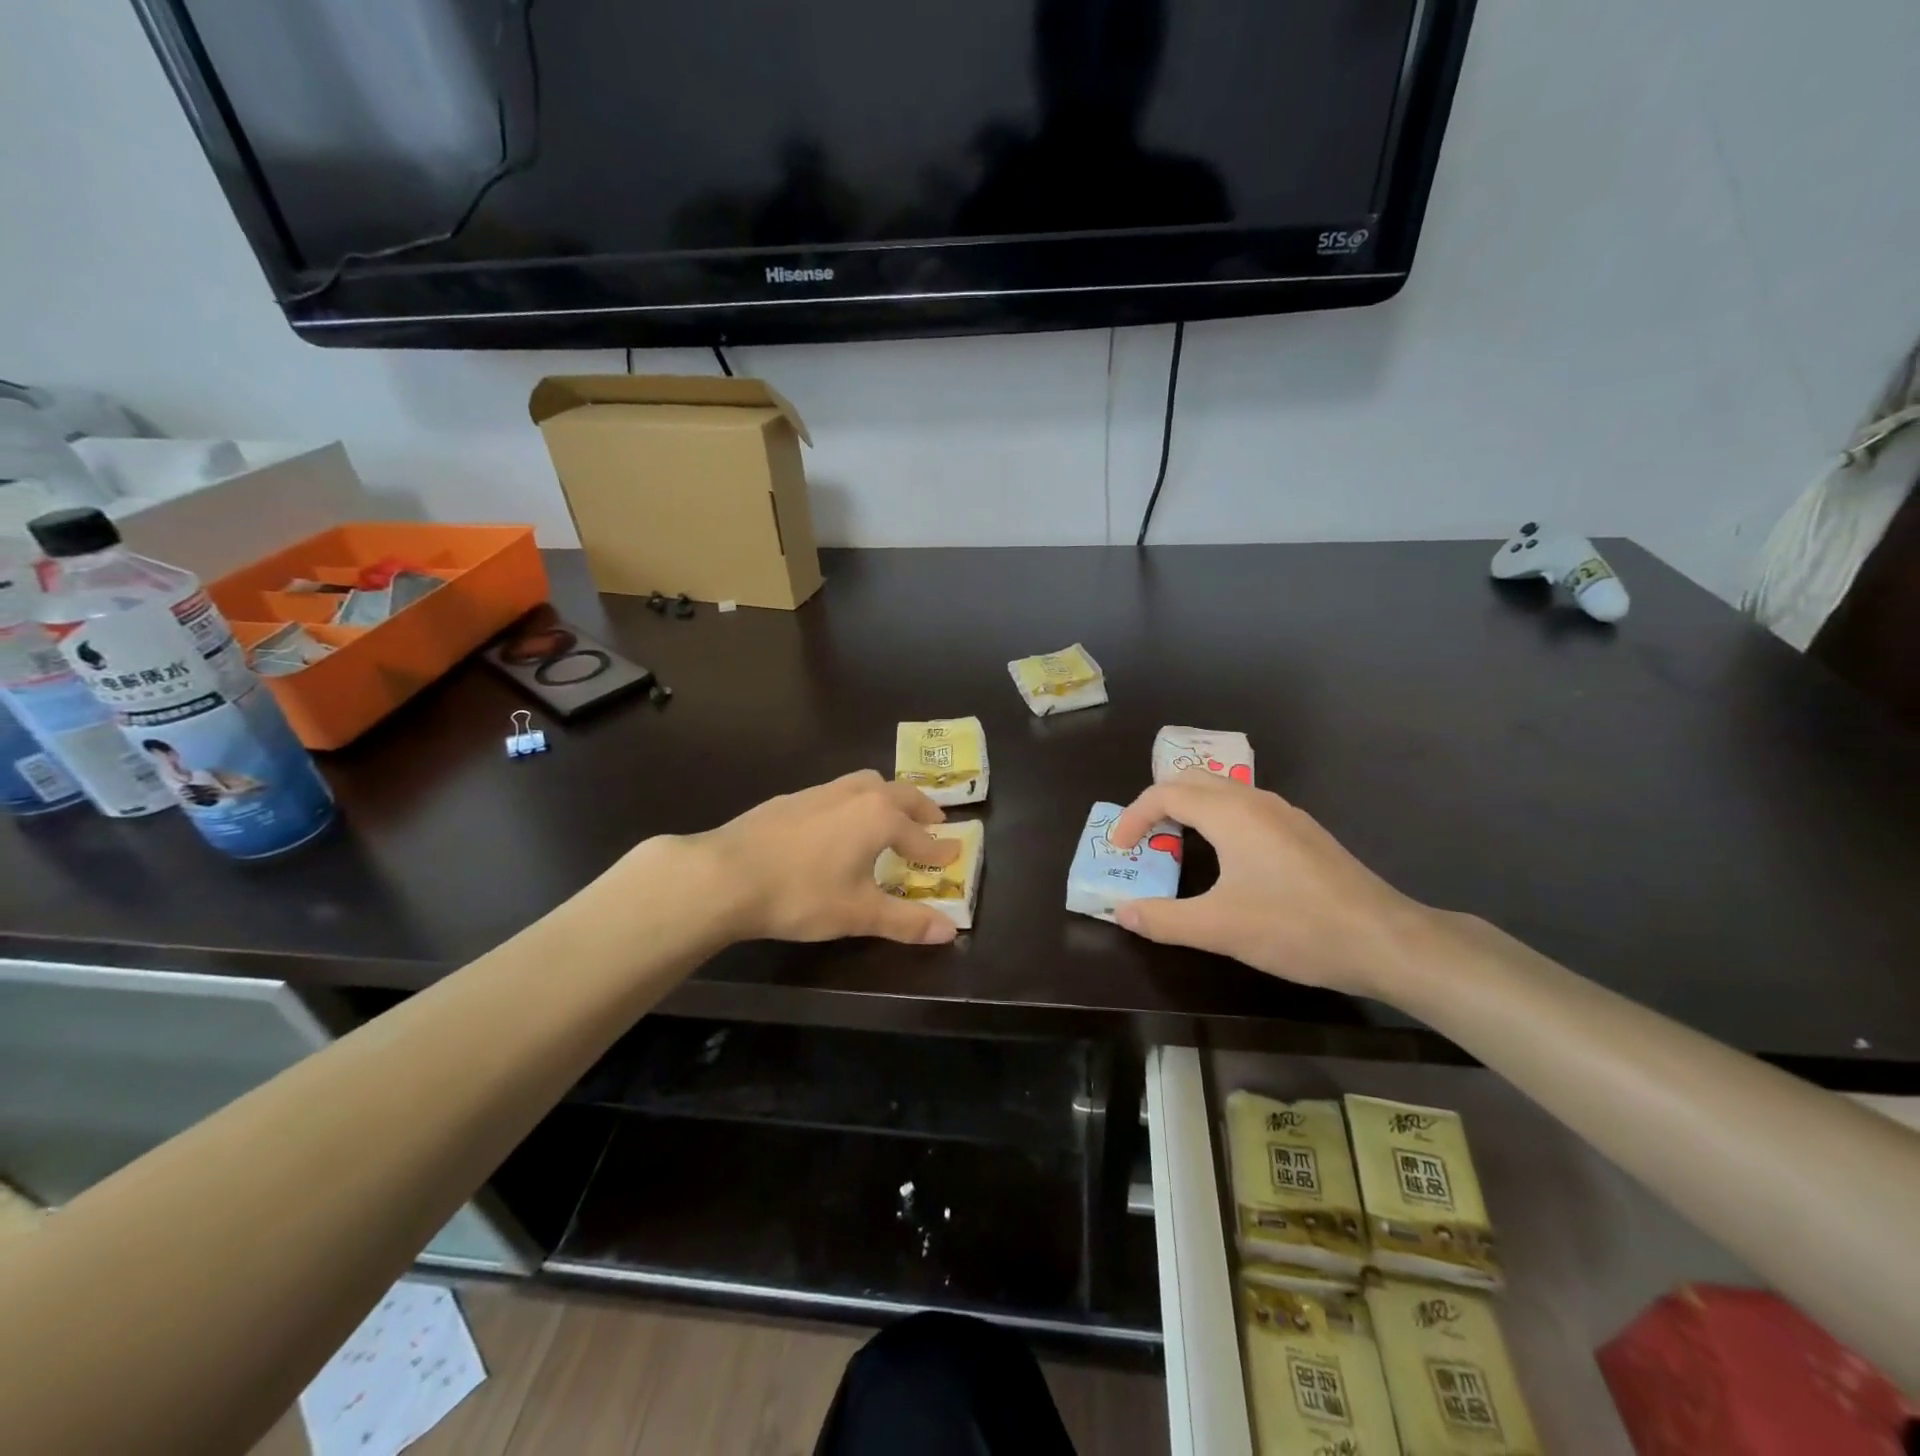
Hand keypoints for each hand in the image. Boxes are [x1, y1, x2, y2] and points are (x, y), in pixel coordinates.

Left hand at [692, 771, 962, 945]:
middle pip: (900, 794)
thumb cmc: (802, 894)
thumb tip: (950, 931)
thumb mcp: (858, 913)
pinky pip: (836, 792)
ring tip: (889, 815)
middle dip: (921, 808)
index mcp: (879, 817)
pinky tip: (837, 825)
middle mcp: (855, 794)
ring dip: (886, 797)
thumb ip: (906, 921)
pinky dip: (853, 802)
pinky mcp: (791, 798)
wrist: (726, 875)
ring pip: (866, 783)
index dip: (939, 849)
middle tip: (934, 821)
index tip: (954, 854)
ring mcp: (821, 792)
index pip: (920, 835)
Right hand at [1107, 769, 1445, 997]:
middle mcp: (1256, 801)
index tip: (1119, 850)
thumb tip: (1121, 911)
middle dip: (1158, 805)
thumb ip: (1163, 919)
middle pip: (1192, 782)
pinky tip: (1225, 861)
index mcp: (1231, 813)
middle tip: (1142, 841)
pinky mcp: (1303, 833)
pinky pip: (1245, 810)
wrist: (1386, 940)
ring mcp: (1285, 815)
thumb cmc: (1295, 927)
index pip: (1165, 794)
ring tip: (1175, 848)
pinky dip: (1217, 822)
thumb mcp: (1218, 928)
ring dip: (1189, 812)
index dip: (1133, 817)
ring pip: (1222, 793)